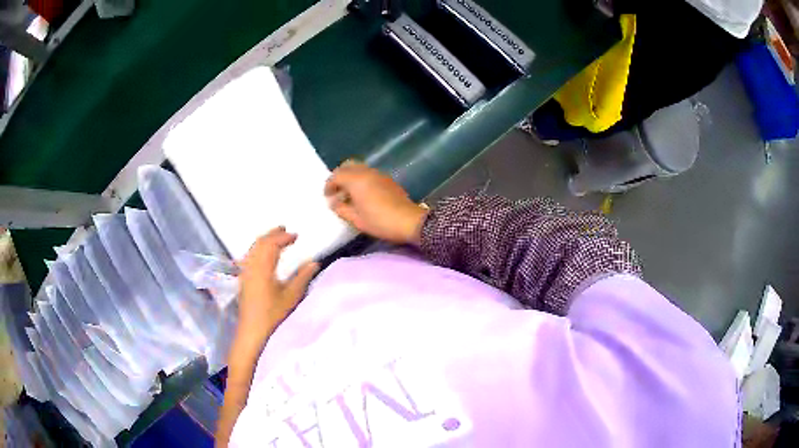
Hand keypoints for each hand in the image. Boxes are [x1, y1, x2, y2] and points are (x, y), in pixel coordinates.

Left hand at [236, 227, 318, 350]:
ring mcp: (245, 273)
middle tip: (285, 230)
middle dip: (272, 234)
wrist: (253, 331)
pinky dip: (258, 249)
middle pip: (260, 243)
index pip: (272, 245)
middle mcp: (251, 267)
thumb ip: (302, 277)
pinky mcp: (244, 279)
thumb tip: (314, 262)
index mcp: (263, 268)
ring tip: (275, 237)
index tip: (296, 236)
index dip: (283, 237)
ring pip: (253, 249)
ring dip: (265, 240)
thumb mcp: (291, 297)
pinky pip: (249, 256)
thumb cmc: (273, 315)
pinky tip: (264, 254)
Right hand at [325, 161, 428, 244]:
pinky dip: (361, 179)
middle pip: (348, 166)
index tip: (327, 197)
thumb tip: (333, 202)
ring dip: (350, 177)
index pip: (336, 175)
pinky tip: (362, 194)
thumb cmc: (380, 221)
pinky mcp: (387, 179)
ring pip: (359, 168)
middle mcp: (366, 172)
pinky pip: (369, 173)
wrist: (409, 221)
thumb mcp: (356, 219)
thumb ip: (341, 209)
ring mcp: (379, 174)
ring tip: (348, 194)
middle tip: (336, 191)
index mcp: (356, 180)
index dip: (329, 185)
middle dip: (339, 176)